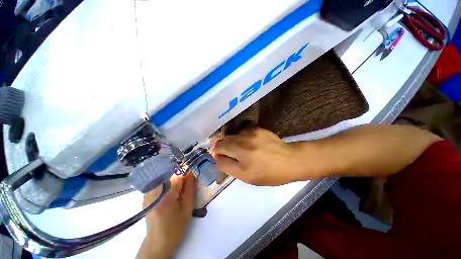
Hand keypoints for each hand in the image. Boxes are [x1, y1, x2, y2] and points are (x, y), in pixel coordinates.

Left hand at [137, 173, 196, 258]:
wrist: (159, 241)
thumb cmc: (176, 226)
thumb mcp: (187, 207)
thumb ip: (190, 187)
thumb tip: (193, 171)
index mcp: (165, 196)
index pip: (178, 178)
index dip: (186, 178)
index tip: (190, 183)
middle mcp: (153, 192)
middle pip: (171, 177)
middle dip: (179, 181)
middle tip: (183, 192)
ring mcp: (147, 194)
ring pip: (165, 178)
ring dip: (173, 183)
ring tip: (176, 195)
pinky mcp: (146, 196)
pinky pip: (159, 183)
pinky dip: (166, 185)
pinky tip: (169, 195)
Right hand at [213, 128, 307, 185]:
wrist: (290, 160)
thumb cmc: (269, 174)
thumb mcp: (247, 177)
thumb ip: (229, 167)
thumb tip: (217, 158)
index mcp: (241, 159)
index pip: (218, 152)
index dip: (217, 155)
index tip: (221, 158)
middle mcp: (243, 144)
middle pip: (222, 141)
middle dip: (222, 148)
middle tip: (231, 154)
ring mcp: (250, 134)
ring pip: (231, 135)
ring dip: (232, 142)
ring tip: (241, 148)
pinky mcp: (256, 128)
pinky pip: (241, 131)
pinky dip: (241, 136)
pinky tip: (249, 141)